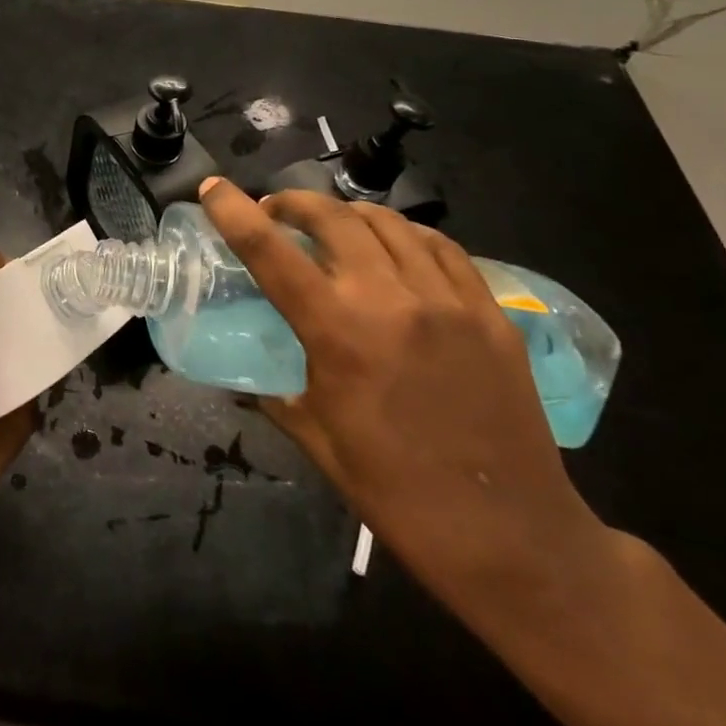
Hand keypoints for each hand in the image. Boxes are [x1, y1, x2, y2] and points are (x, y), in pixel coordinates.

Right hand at [198, 180, 608, 615]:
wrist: (512, 538)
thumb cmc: (398, 494)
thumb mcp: (317, 440)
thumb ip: (275, 394)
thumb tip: (248, 374)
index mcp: (338, 332)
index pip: (269, 250)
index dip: (233, 211)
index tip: (212, 188)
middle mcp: (391, 299)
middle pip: (331, 216)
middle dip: (292, 201)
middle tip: (275, 212)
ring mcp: (448, 300)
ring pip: (387, 222)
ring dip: (346, 213)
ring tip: (332, 226)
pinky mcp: (491, 312)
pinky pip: (441, 247)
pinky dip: (405, 233)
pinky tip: (396, 246)